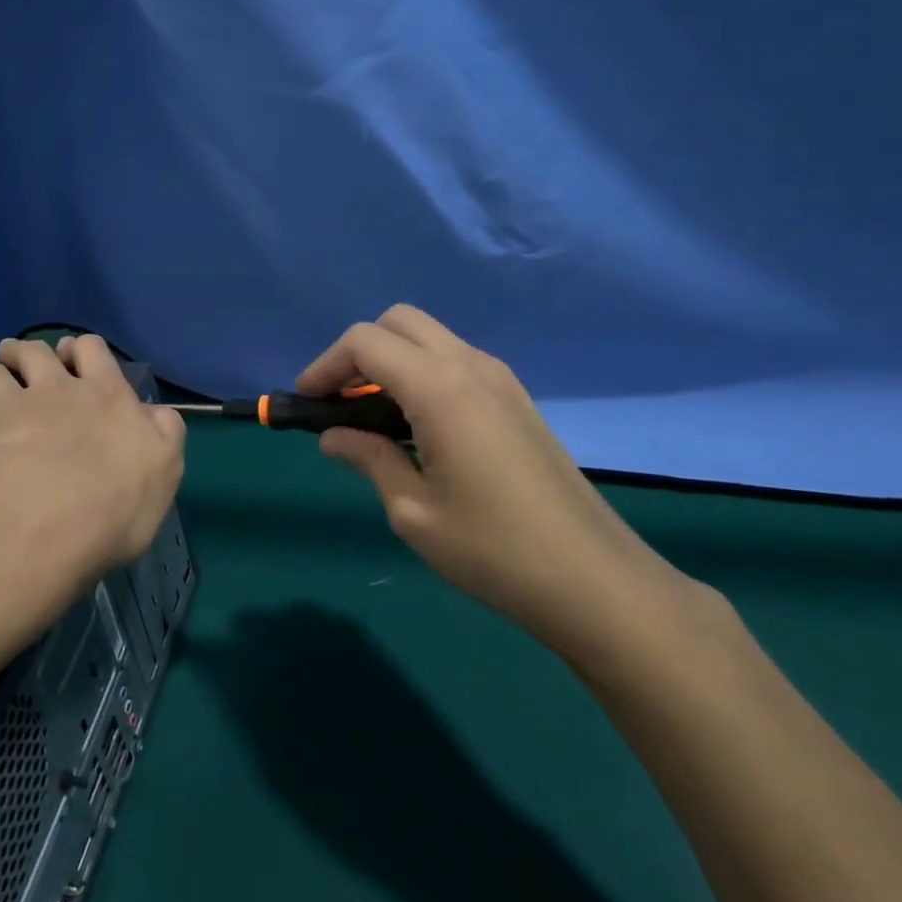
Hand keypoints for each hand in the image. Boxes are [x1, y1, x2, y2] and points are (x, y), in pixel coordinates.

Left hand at [0, 335, 185, 582]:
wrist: (37, 530)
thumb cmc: (113, 505)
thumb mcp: (164, 470)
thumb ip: (164, 433)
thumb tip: (155, 412)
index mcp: (105, 395)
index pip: (93, 350)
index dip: (82, 350)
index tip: (72, 356)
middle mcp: (54, 390)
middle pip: (35, 353)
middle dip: (27, 351)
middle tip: (20, 358)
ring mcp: (6, 408)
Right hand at [296, 305, 693, 660]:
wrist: (593, 579)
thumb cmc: (492, 549)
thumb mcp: (412, 511)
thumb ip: (368, 459)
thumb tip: (333, 437)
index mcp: (440, 387)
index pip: (365, 342)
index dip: (326, 365)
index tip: (308, 402)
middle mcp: (471, 366)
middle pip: (399, 322)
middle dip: (359, 353)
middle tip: (339, 403)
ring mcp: (500, 379)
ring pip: (430, 338)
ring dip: (392, 362)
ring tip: (372, 419)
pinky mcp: (517, 400)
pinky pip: (456, 362)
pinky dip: (422, 374)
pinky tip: (416, 427)